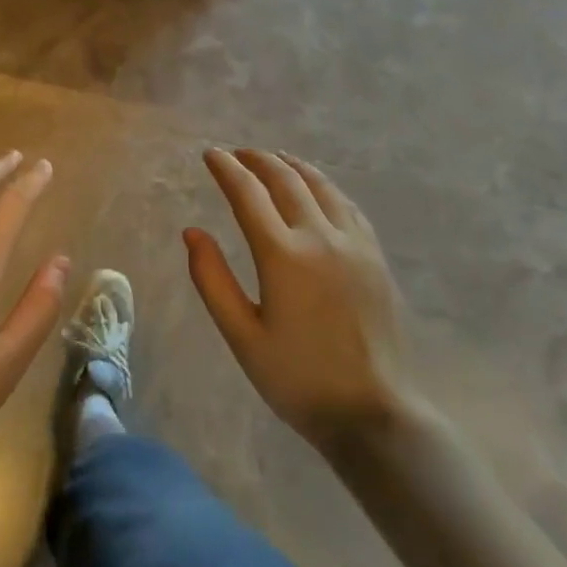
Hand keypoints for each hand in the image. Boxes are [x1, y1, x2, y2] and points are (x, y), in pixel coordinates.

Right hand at [186, 148, 420, 453]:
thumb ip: (212, 280)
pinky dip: (323, 185)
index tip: (210, 155)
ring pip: (319, 184)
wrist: (372, 413)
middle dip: (257, 159)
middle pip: (285, 179)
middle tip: (237, 153)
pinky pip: (346, 204)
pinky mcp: (375, 255)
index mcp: (283, 255)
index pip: (247, 193)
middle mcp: (319, 237)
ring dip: (291, 165)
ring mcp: (353, 243)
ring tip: (273, 158)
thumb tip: (192, 232)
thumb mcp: (242, 336)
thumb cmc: (297, 379)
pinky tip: (316, 188)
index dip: (226, 169)